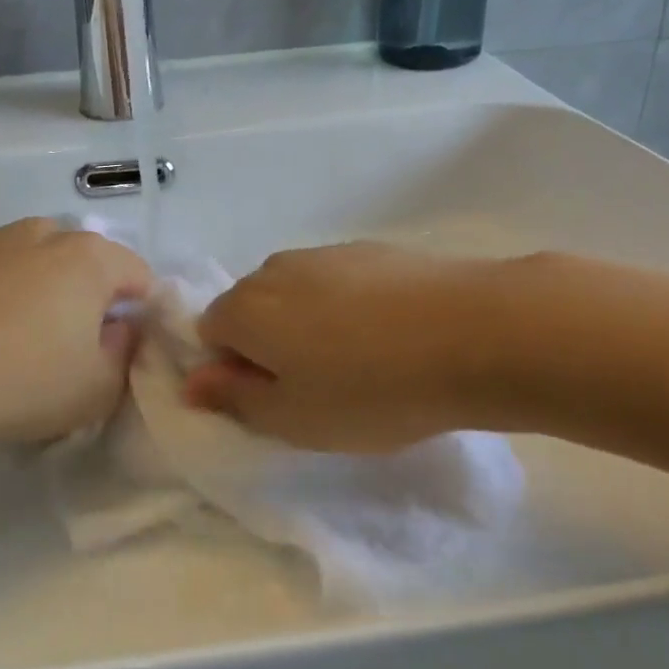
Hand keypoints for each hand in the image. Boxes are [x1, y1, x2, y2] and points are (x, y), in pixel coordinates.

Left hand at [0, 218, 152, 449]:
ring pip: (33, 258)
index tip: (114, 349)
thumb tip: (119, 327)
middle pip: (84, 261)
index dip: (136, 312)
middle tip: (64, 345)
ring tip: (10, 335)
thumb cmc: (17, 383)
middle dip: (85, 296)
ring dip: (37, 287)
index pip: (137, 273)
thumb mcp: (96, 390)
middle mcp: (43, 232)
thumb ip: (126, 353)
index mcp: (89, 258)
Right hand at [186, 243, 508, 451]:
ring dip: (310, 326)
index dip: (235, 370)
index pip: (210, 333)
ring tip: (362, 363)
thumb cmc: (371, 389)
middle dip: (270, 346)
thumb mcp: (293, 419)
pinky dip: (349, 308)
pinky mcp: (373, 249)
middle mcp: (275, 269)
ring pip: (297, 294)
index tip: (277, 399)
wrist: (476, 332)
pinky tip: (393, 336)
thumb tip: (193, 382)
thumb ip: (234, 399)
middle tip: (318, 388)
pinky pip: (339, 283)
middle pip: (252, 309)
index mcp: (245, 308)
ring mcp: (326, 253)